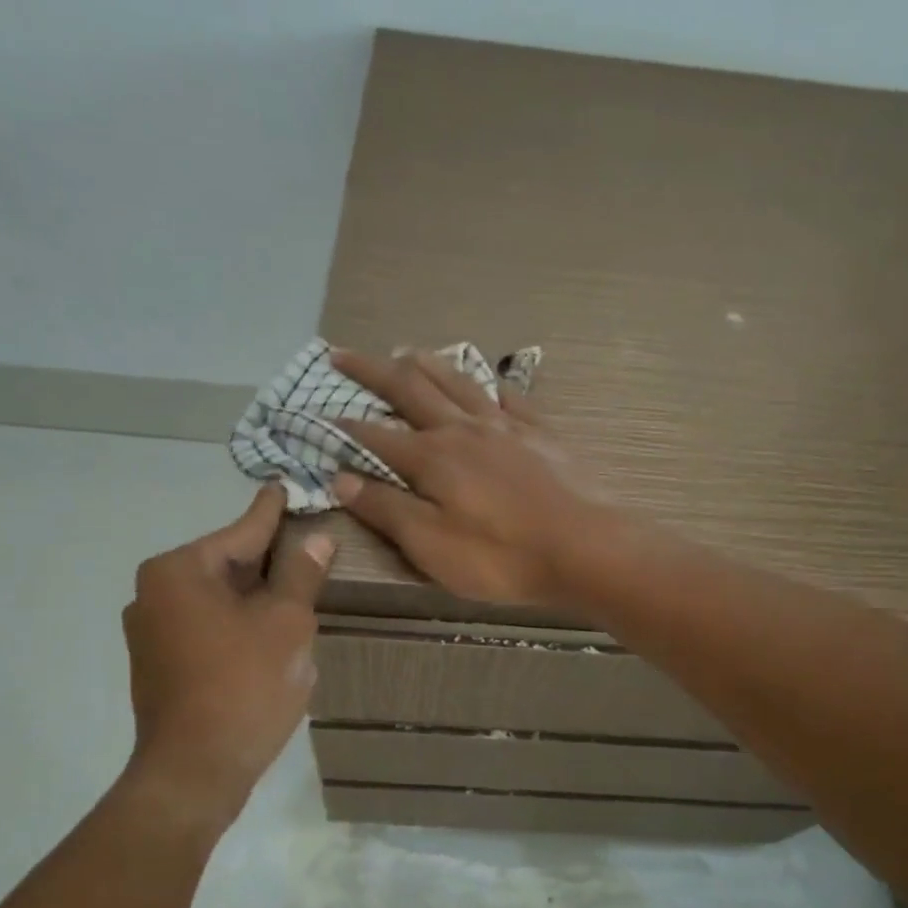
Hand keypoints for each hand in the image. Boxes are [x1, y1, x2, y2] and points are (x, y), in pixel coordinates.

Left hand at [120, 485, 332, 830]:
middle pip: (227, 562)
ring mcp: (150, 630)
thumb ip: (301, 574)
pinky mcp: (158, 662)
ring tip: (299, 586)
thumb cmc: (245, 685)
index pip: (241, 531)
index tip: (286, 485)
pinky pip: (207, 623)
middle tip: (310, 544)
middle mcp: (153, 592)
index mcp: (179, 571)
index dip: (273, 512)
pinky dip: (239, 620)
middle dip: (270, 558)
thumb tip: (318, 538)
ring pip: (218, 596)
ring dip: (257, 594)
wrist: (195, 773)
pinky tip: (271, 628)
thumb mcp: (287, 623)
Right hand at [330, 348, 620, 607]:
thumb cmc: (503, 556)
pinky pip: (510, 397)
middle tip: (342, 354)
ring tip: (406, 350)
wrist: (588, 547)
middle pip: (410, 390)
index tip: (319, 414)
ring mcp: (506, 426)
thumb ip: (386, 508)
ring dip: (427, 364)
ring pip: (458, 382)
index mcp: (432, 457)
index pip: (375, 435)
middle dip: (372, 371)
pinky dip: (491, 384)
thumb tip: (339, 477)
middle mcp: (463, 429)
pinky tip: (488, 382)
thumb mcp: (432, 545)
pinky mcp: (541, 432)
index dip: (344, 427)